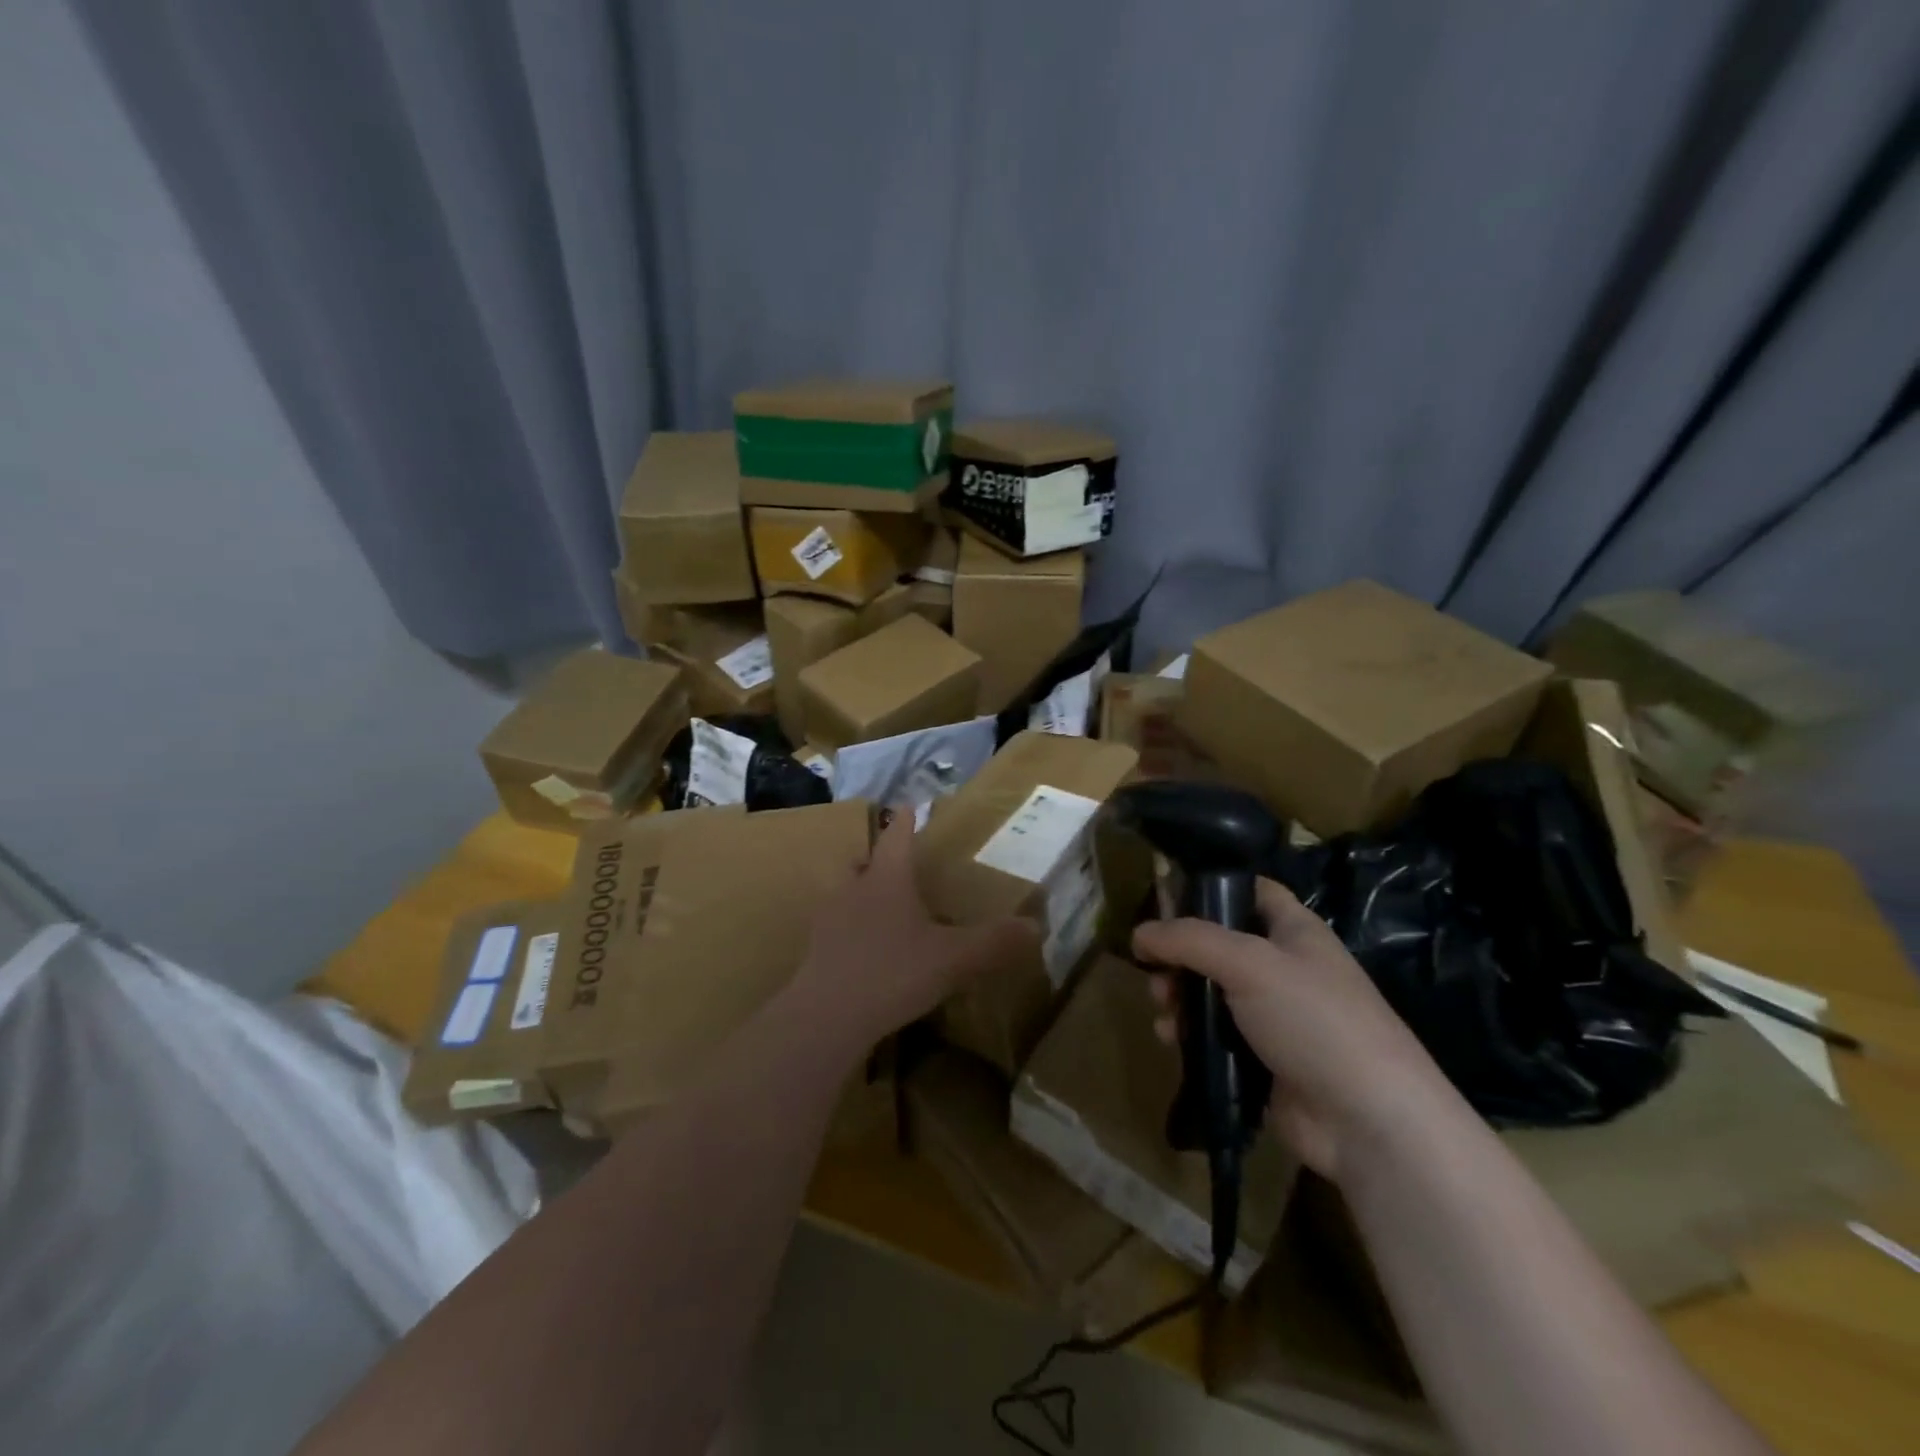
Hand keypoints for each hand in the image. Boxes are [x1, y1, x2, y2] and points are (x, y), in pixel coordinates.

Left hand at [786, 811, 1038, 1056]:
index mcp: (887, 880)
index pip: (897, 837)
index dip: (906, 821)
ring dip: (858, 893)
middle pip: (861, 862)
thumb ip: (994, 942)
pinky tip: (864, 952)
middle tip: (893, 865)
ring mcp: (828, 920)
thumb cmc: (894, 972)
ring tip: (878, 909)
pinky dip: (848, 930)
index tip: (908, 805)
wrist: (828, 1016)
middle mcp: (853, 889)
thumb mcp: (954, 959)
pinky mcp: (815, 950)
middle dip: (876, 859)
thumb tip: (1036, 927)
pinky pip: (834, 929)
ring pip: (842, 893)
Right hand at [1133, 878, 1457, 1181]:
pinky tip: (1171, 1040)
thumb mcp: (1248, 963)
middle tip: (1154, 970)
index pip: (1250, 891)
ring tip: (1162, 1011)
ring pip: (1210, 992)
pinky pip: (1213, 1035)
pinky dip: (1188, 1034)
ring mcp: (1273, 1016)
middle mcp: (1283, 967)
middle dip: (1179, 955)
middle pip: (1217, 945)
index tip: (1165, 899)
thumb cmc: (1313, 1020)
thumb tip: (1138, 933)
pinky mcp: (1260, 1059)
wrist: (1367, 1121)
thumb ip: (1188, 940)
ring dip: (1178, 997)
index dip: (1211, 889)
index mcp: (1293, 930)